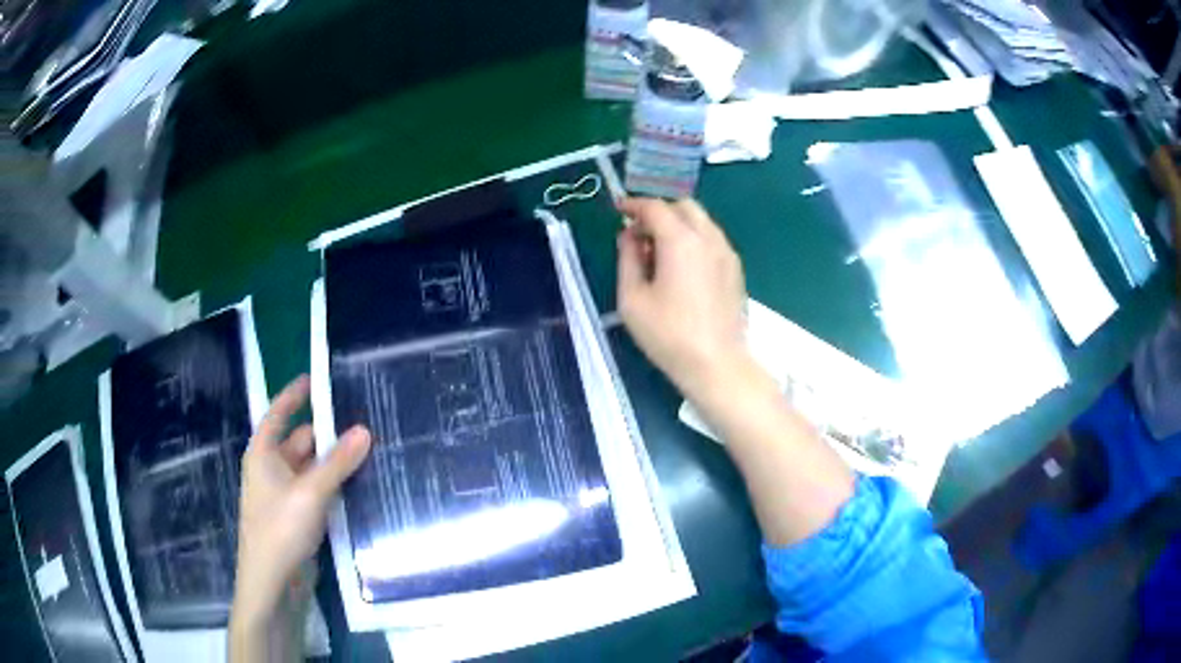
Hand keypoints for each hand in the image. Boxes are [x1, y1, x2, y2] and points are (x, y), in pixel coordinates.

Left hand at [232, 375, 370, 623]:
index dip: (295, 394)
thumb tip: (365, 430)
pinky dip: (335, 484)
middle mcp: (273, 469)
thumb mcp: (310, 492)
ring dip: (335, 461)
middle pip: (301, 440)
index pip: (279, 413)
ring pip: (313, 467)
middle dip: (328, 432)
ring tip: (369, 448)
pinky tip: (360, 482)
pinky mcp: (299, 516)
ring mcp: (286, 494)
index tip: (317, 378)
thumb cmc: (280, 529)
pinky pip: (319, 490)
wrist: (273, 582)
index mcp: (263, 454)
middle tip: (363, 419)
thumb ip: (338, 463)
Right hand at [617, 198, 750, 398]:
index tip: (618, 210)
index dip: (633, 205)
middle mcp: (708, 238)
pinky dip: (693, 239)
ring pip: (701, 221)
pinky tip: (681, 267)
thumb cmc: (668, 335)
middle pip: (683, 206)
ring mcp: (726, 253)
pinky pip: (712, 239)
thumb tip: (629, 236)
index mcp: (681, 241)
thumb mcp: (632, 299)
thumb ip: (627, 259)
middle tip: (639, 234)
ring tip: (659, 253)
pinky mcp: (735, 269)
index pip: (655, 207)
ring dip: (678, 225)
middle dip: (659, 211)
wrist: (717, 364)